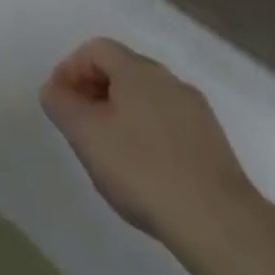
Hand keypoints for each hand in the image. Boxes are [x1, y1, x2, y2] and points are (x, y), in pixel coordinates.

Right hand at [41, 37, 257, 242]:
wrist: (221, 224)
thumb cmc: (143, 170)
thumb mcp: (86, 135)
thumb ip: (60, 104)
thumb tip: (53, 89)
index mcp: (137, 69)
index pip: (96, 49)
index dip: (71, 69)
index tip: (60, 102)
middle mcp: (168, 80)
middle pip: (122, 70)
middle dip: (95, 91)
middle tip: (81, 125)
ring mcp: (196, 111)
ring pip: (147, 98)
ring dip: (122, 113)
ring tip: (111, 151)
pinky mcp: (214, 143)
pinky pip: (169, 123)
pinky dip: (149, 134)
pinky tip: (146, 170)